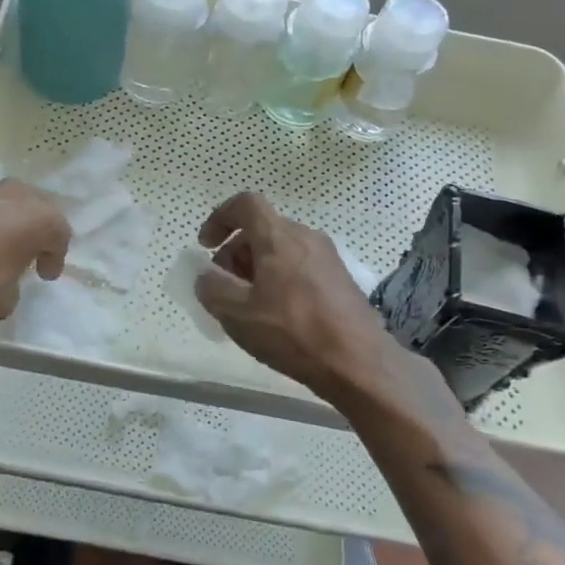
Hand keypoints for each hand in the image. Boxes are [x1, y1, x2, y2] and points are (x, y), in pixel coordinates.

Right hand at [193, 192, 410, 407]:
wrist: (359, 361)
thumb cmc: (293, 332)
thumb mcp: (238, 315)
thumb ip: (212, 289)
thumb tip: (206, 277)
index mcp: (278, 237)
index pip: (245, 204)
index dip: (220, 217)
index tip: (206, 247)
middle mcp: (305, 236)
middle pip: (262, 228)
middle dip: (235, 252)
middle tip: (224, 286)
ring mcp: (327, 256)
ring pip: (281, 248)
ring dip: (257, 267)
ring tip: (248, 304)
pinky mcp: (340, 278)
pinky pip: (299, 264)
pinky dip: (279, 277)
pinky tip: (277, 314)